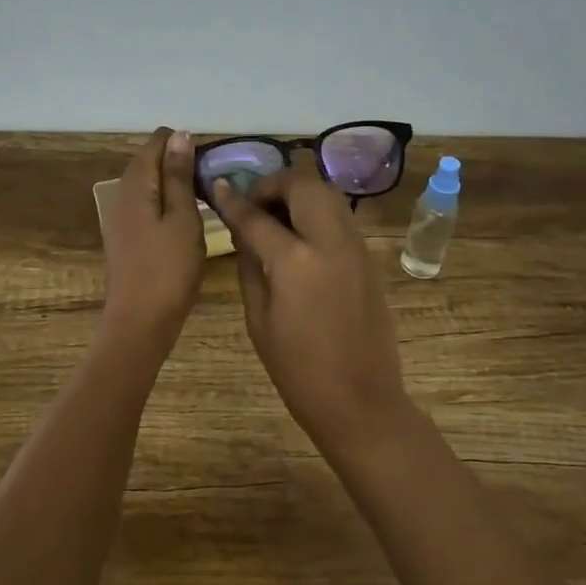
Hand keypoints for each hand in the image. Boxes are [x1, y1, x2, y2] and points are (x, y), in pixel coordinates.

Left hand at [101, 127, 205, 340]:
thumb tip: (181, 135)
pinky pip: (147, 205)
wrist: (140, 321)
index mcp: (136, 184)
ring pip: (150, 184)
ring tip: (206, 197)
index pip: (157, 142)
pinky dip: (167, 203)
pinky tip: (187, 218)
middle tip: (214, 181)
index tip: (212, 162)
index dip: (185, 144)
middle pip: (150, 161)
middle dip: (181, 162)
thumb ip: (179, 175)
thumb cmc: (168, 268)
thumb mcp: (182, 217)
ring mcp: (121, 216)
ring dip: (175, 184)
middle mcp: (121, 194)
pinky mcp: (126, 236)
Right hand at [213, 158, 413, 451]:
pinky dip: (317, 211)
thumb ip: (250, 266)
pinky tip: (299, 235)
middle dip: (274, 184)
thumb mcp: (259, 320)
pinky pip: (340, 217)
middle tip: (254, 203)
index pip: (257, 217)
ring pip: (328, 194)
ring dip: (299, 193)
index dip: (233, 200)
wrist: (360, 400)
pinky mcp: (368, 258)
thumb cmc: (298, 370)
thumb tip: (243, 231)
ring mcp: (356, 247)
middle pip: (304, 185)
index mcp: (296, 263)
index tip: (217, 186)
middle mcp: (330, 243)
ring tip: (276, 215)